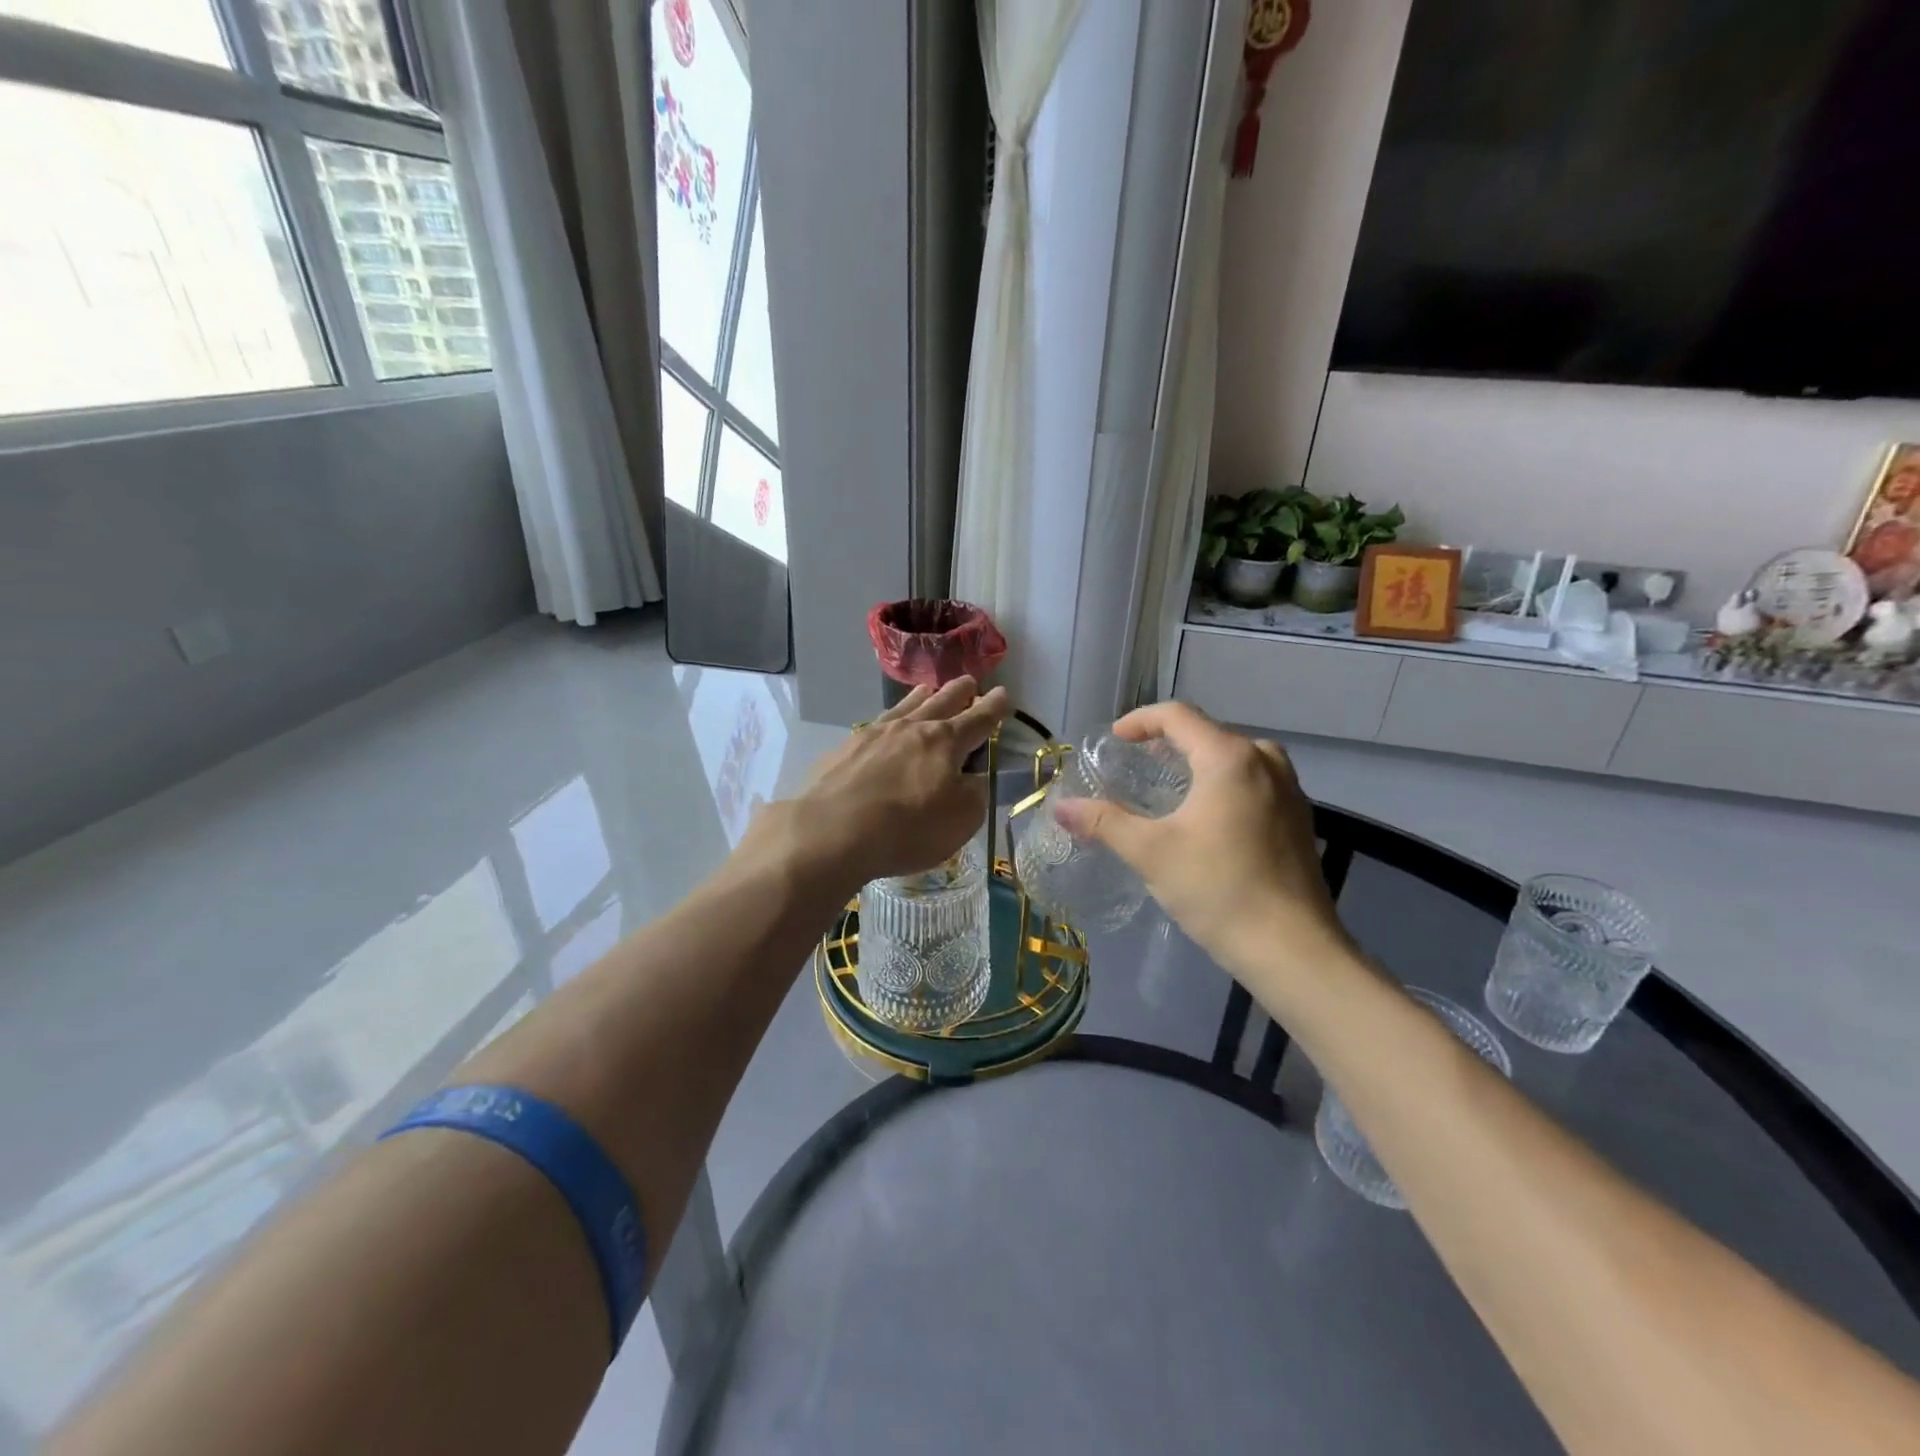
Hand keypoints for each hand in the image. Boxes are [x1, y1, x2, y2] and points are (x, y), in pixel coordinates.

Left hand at [760, 678, 1009, 892]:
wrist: (832, 832)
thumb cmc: (908, 828)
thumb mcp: (961, 819)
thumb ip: (974, 794)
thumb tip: (971, 778)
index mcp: (944, 742)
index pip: (978, 719)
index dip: (993, 708)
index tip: (1003, 693)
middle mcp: (910, 728)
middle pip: (941, 702)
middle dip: (959, 692)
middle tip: (969, 682)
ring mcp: (874, 735)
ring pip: (905, 706)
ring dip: (922, 696)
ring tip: (928, 689)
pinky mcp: (844, 749)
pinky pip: (875, 725)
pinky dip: (889, 720)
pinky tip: (883, 726)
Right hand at [1054, 703, 1349, 978]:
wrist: (1292, 949)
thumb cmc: (1218, 888)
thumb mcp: (1150, 852)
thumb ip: (1104, 821)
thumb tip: (1062, 807)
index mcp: (1229, 757)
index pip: (1178, 716)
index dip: (1141, 720)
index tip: (1115, 740)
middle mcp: (1265, 761)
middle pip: (1208, 733)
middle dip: (1169, 742)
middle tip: (1137, 763)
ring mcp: (1289, 789)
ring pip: (1235, 756)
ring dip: (1199, 762)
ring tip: (1171, 784)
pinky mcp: (1300, 818)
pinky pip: (1255, 780)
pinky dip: (1224, 783)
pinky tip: (1208, 816)